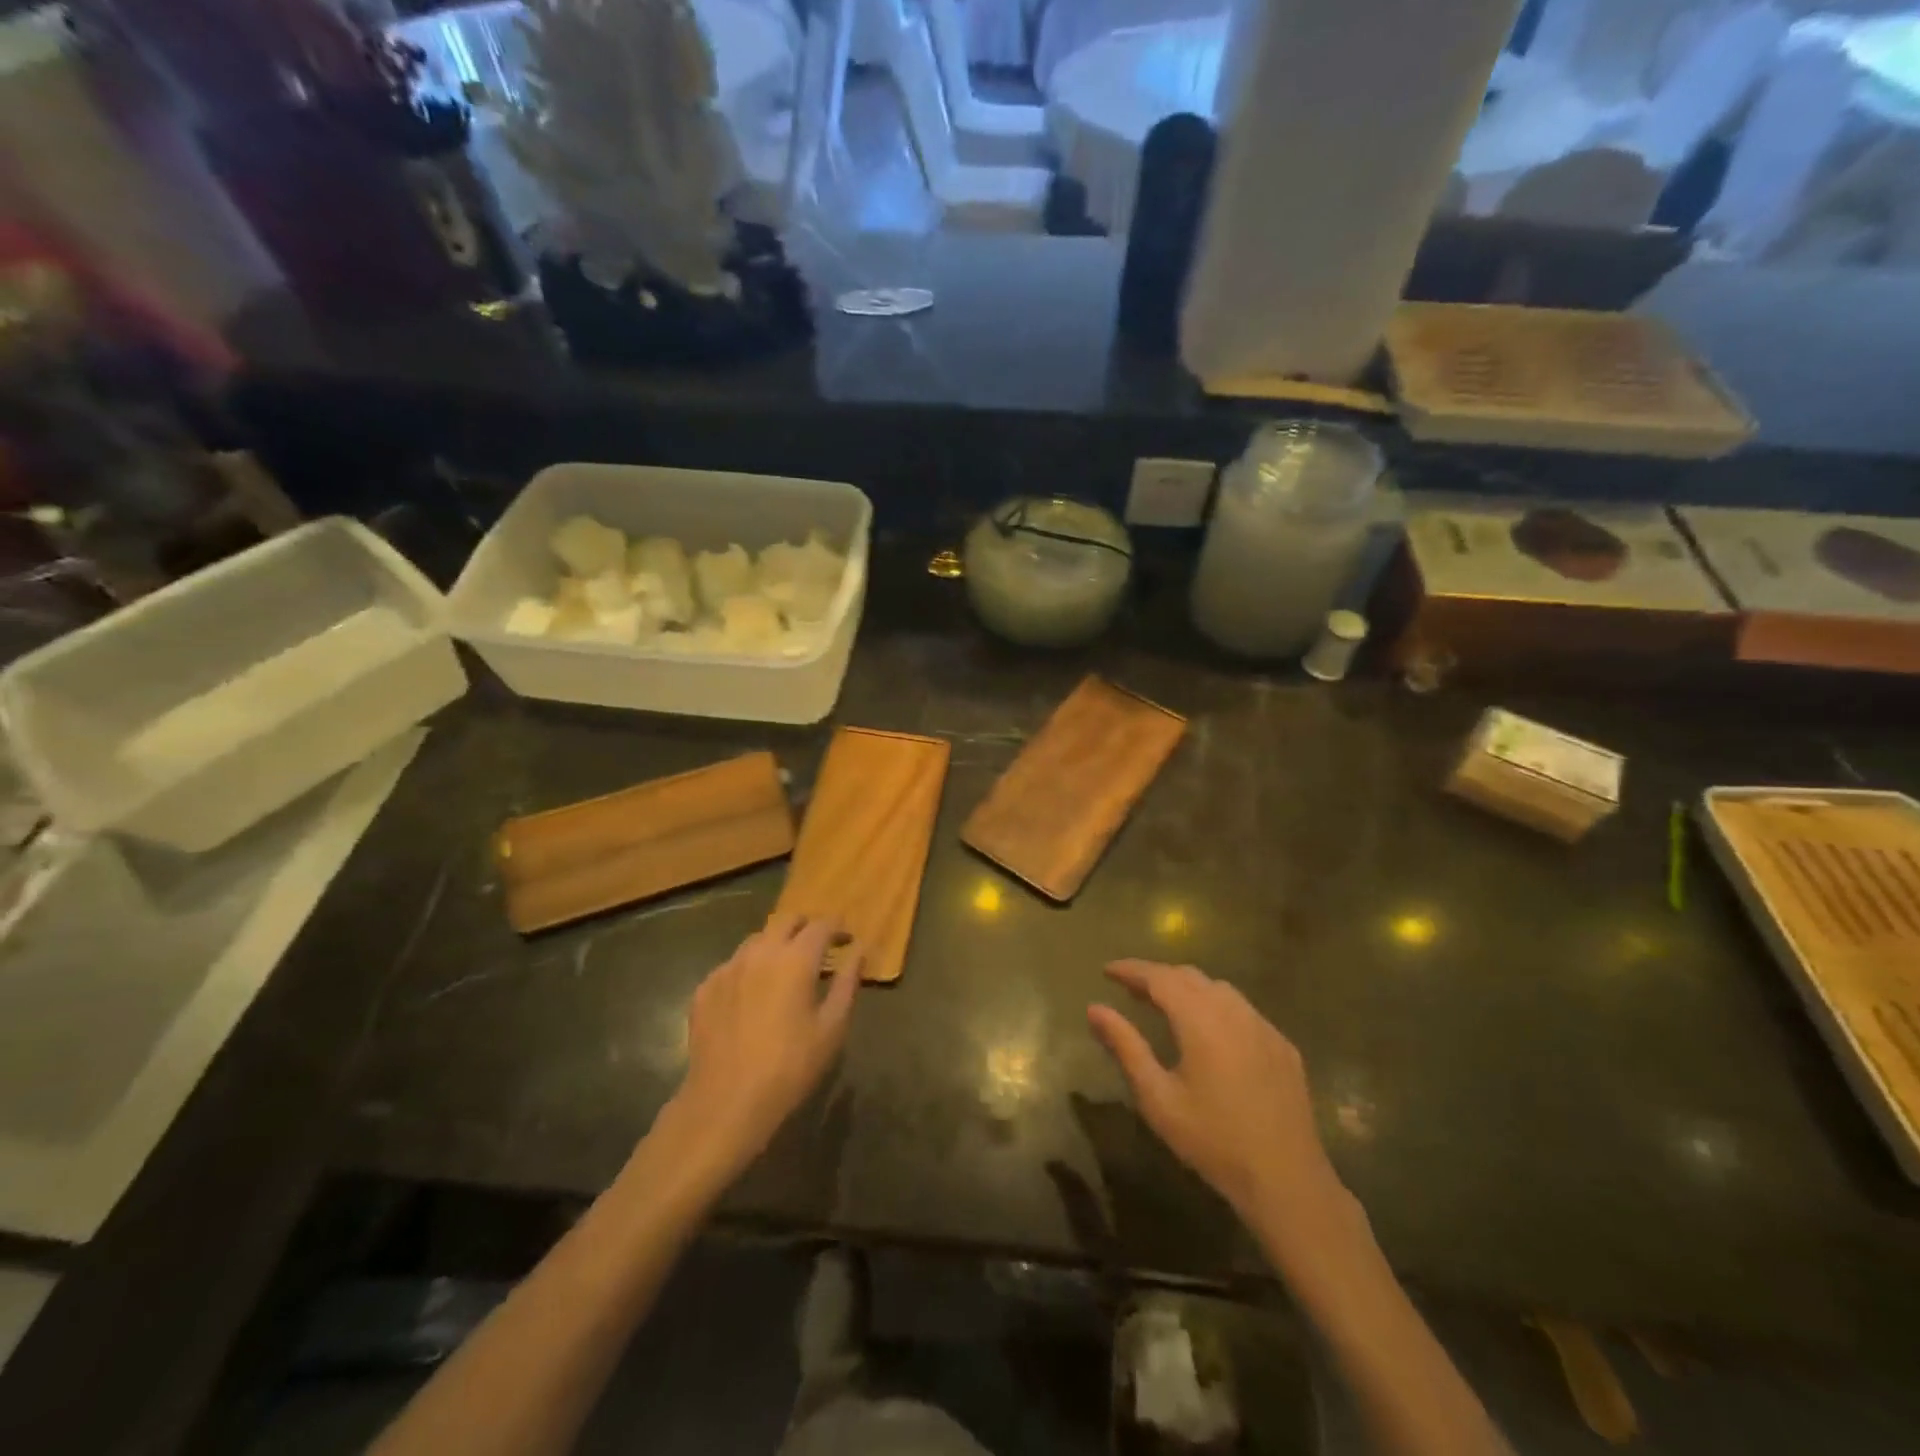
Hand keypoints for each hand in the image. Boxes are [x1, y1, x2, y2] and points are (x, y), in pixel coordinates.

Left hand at [660, 915, 861, 1185]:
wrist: (726, 1102)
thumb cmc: (790, 1067)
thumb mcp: (832, 1027)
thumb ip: (848, 982)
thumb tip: (858, 951)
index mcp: (796, 959)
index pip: (822, 925)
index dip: (837, 927)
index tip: (846, 939)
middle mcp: (760, 952)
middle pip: (786, 920)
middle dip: (805, 926)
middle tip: (817, 947)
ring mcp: (728, 968)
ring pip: (756, 939)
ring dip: (775, 944)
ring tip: (784, 969)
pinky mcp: (705, 988)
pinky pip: (732, 965)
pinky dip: (748, 969)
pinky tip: (752, 995)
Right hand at [1087, 960, 1347, 1238]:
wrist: (1287, 1180)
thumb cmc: (1213, 1140)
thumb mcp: (1158, 1097)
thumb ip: (1125, 1046)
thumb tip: (1095, 1009)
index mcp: (1201, 1020)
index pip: (1160, 977)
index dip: (1132, 970)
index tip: (1107, 970)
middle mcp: (1234, 1011)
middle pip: (1190, 976)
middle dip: (1158, 976)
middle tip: (1130, 989)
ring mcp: (1263, 1026)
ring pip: (1219, 989)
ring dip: (1188, 988)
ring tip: (1166, 1005)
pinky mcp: (1282, 1045)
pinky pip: (1243, 1010)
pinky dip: (1216, 1007)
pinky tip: (1210, 1032)